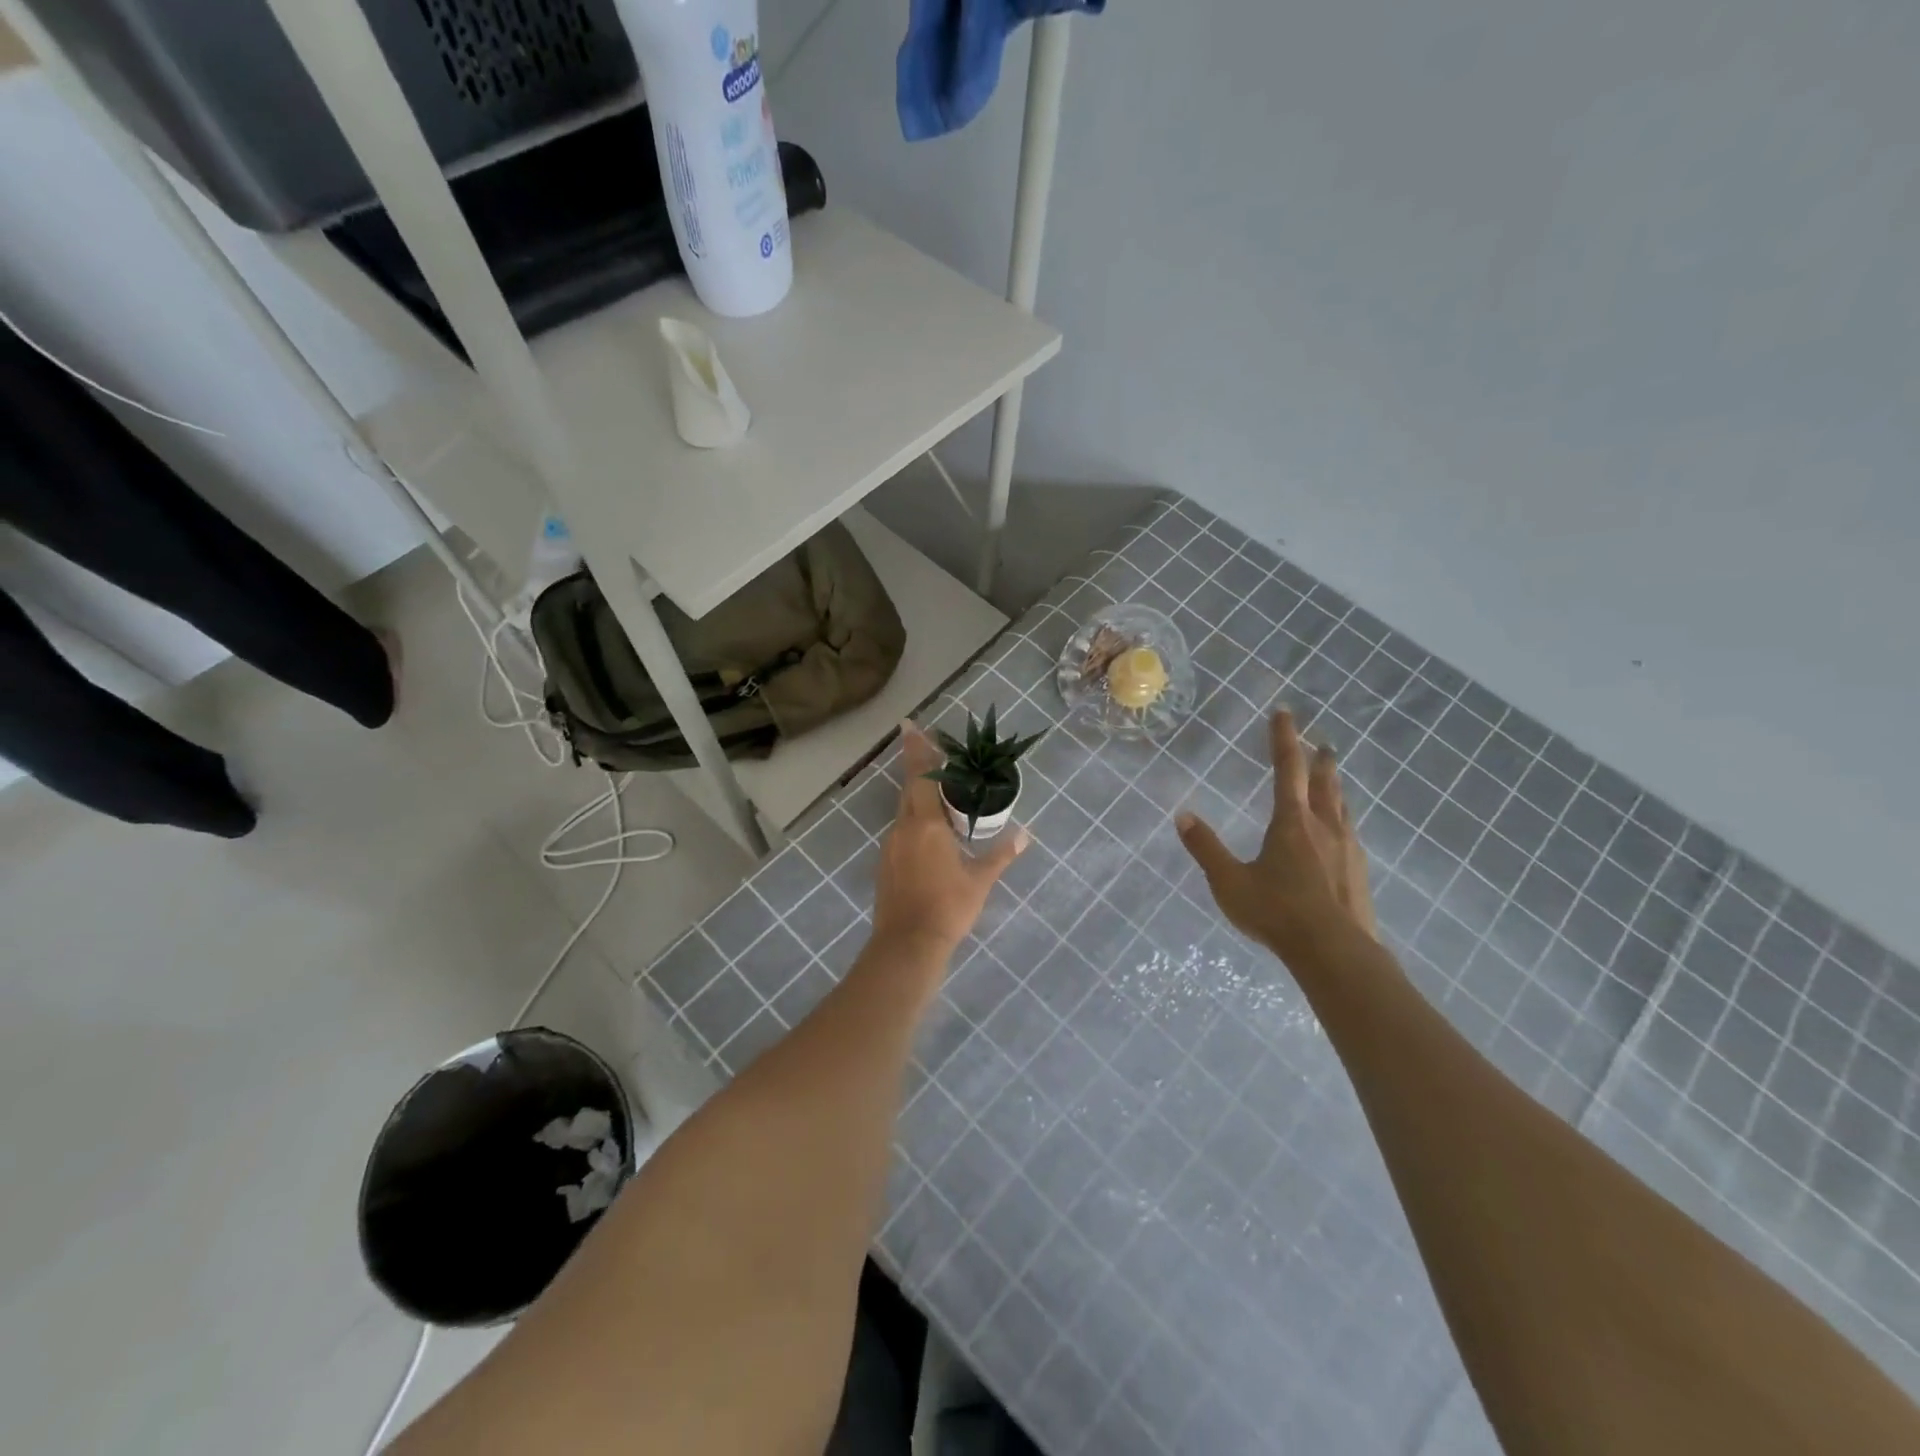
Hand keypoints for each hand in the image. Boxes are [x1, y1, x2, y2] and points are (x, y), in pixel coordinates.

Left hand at [870, 723, 1028, 957]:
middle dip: (917, 768)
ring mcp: (891, 846)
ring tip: (939, 795)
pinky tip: (929, 833)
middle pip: (909, 789)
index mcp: (926, 825)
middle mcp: (904, 828)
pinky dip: (914, 821)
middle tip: (929, 751)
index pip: (922, 777)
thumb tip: (1024, 835)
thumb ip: (1001, 854)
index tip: (911, 727)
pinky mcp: (886, 864)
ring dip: (918, 797)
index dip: (918, 751)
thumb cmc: (947, 907)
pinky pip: (901, 830)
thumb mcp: (980, 881)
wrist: (907, 945)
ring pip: (904, 811)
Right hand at [1176, 709, 1376, 962]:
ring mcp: (1347, 849)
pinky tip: (1342, 833)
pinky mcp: (1359, 872)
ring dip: (1336, 787)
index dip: (1284, 738)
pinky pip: (1350, 833)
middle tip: (1322, 742)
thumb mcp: (1230, 881)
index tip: (1285, 712)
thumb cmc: (1277, 912)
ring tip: (1333, 779)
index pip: (1288, 768)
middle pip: (1324, 782)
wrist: (1335, 952)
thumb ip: (1205, 848)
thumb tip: (1182, 816)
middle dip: (1319, 759)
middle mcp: (1324, 827)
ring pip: (1342, 807)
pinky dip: (1343, 819)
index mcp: (1291, 822)